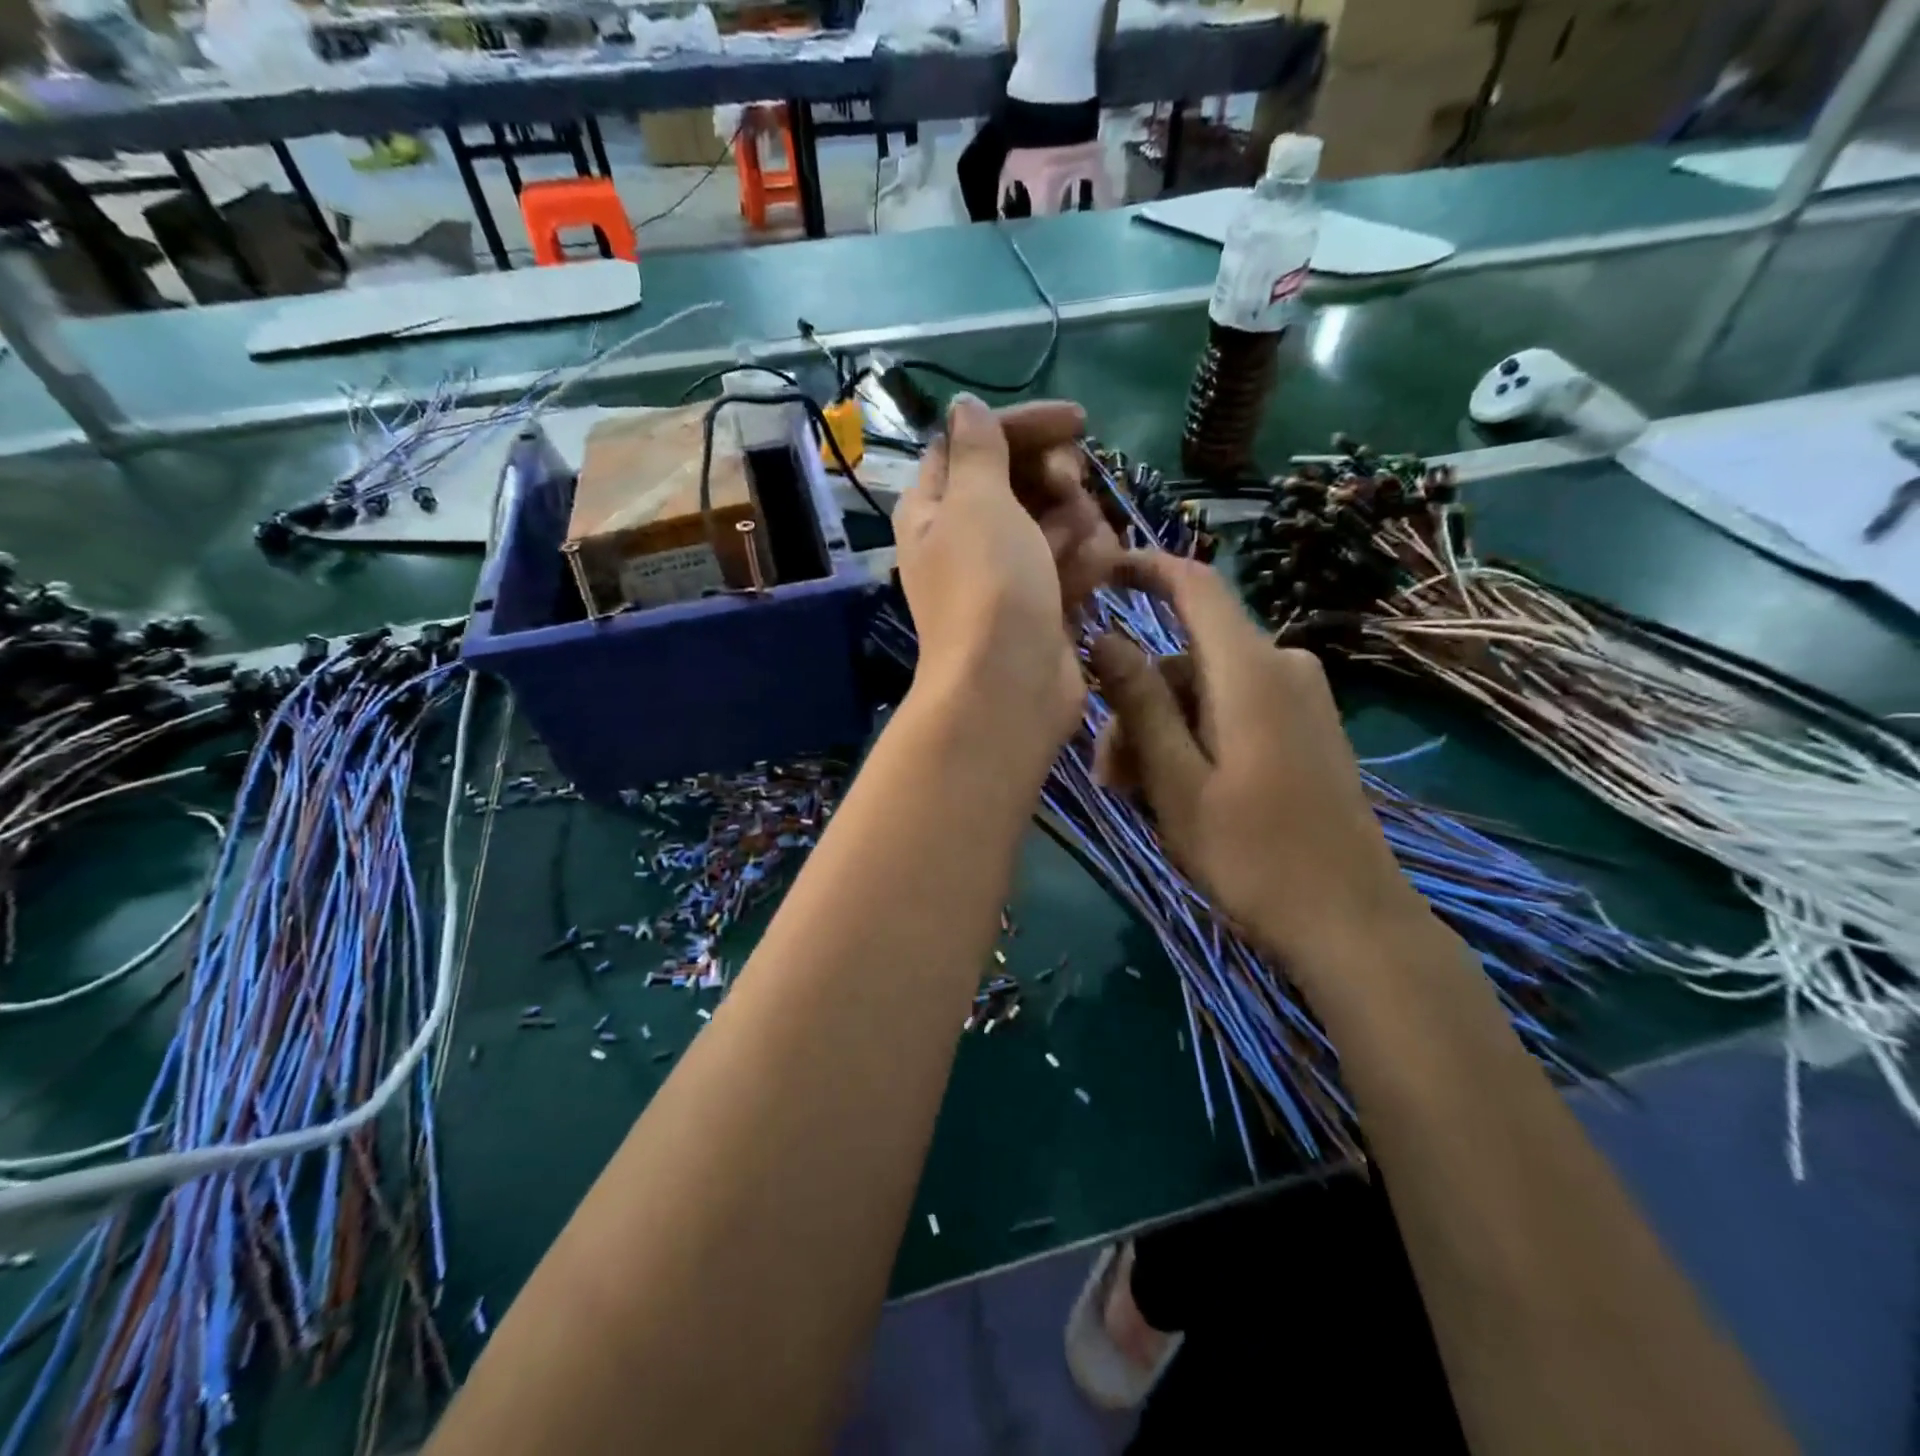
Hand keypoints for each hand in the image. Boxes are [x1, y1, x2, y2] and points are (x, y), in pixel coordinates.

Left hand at [894, 395, 1117, 751]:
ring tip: (1076, 553)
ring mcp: (1008, 573)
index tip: (1077, 422)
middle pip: (1023, 478)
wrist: (1009, 687)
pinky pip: (1073, 562)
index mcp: (935, 507)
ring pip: (1057, 519)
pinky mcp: (1043, 603)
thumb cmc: (988, 586)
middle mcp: (967, 536)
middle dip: (1055, 479)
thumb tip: (963, 407)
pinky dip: (1084, 565)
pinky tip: (1090, 578)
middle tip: (1069, 490)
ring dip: (1077, 526)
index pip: (975, 442)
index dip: (1023, 425)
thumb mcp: (976, 502)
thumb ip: (976, 449)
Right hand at [1089, 551, 1427, 979]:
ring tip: (1136, 797)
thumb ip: (1139, 702)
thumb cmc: (1251, 853)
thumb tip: (1104, 637)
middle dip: (1137, 705)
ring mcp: (1300, 698)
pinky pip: (1233, 711)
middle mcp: (1281, 666)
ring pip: (1204, 692)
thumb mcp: (1175, 781)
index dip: (1144, 568)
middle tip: (1107, 775)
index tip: (1097, 572)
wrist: (1349, 921)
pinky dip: (1195, 739)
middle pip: (1186, 659)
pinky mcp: (1306, 728)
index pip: (1194, 585)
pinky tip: (1176, 792)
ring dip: (1161, 733)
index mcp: (1249, 669)